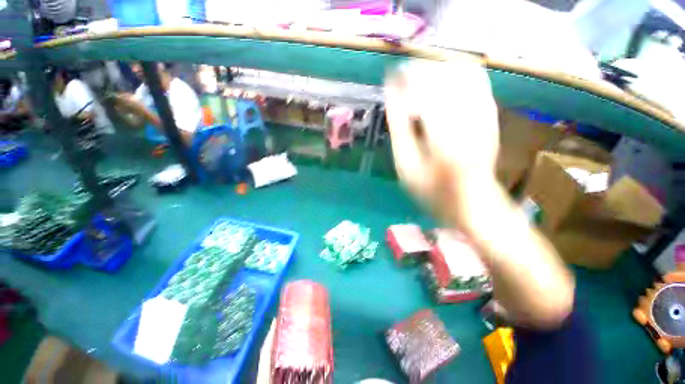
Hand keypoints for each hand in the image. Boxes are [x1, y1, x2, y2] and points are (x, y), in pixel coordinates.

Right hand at [384, 60, 499, 226]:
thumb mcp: (406, 164)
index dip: (408, 77)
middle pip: (446, 73)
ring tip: (422, 82)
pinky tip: (441, 87)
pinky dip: (455, 75)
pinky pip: (476, 79)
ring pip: (463, 71)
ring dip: (438, 71)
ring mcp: (485, 113)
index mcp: (444, 136)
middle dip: (422, 71)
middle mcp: (468, 118)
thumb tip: (391, 92)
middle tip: (405, 80)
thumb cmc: (431, 189)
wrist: (472, 199)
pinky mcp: (491, 112)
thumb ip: (398, 126)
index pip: (426, 88)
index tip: (394, 76)